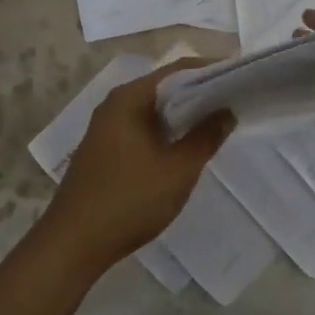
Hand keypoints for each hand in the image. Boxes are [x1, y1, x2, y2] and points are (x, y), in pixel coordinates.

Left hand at [42, 61, 234, 275]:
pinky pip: (143, 129)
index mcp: (130, 98)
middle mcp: (115, 105)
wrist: (73, 244)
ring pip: (154, 111)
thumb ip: (205, 137)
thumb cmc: (129, 200)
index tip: (241, 78)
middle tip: (236, 101)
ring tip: (218, 123)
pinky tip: (185, 148)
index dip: (211, 70)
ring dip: (183, 116)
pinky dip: (167, 132)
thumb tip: (226, 112)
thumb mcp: (177, 170)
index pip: (178, 71)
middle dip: (200, 93)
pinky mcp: (105, 151)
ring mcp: (107, 129)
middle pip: (165, 88)